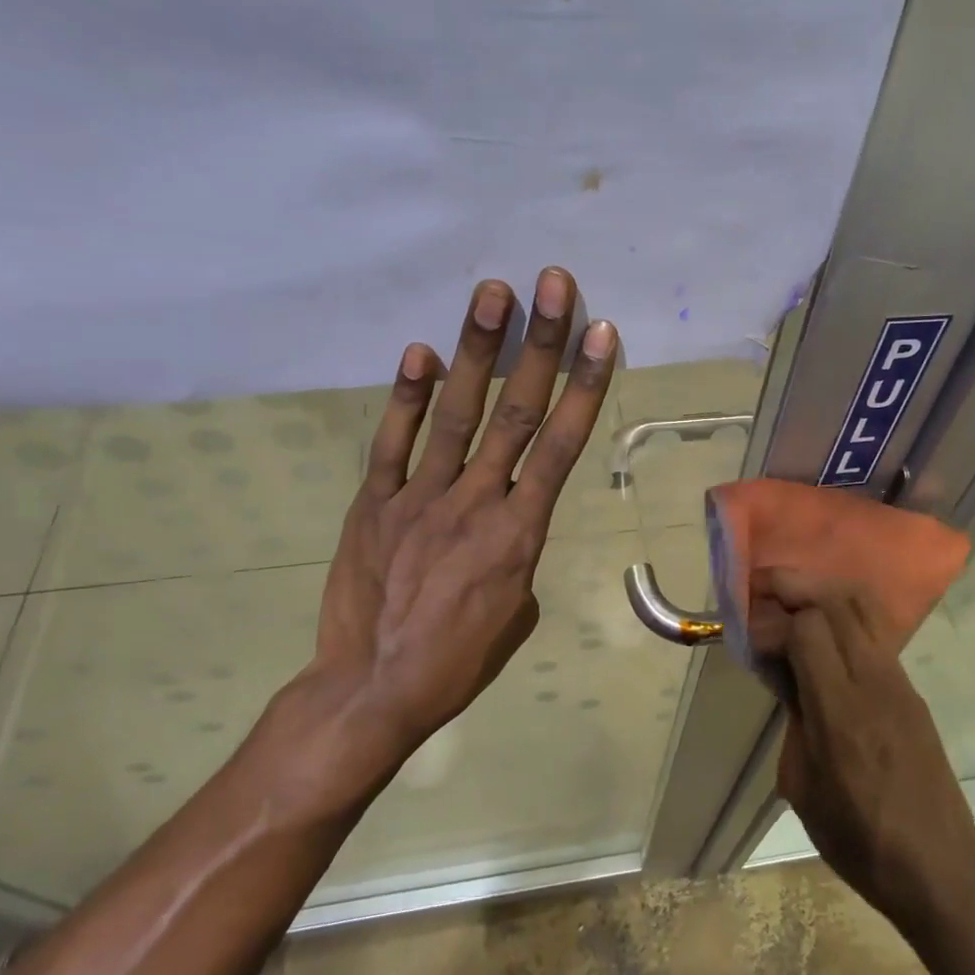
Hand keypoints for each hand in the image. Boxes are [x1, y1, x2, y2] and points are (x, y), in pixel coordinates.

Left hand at [270, 267, 616, 799]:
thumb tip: (510, 518)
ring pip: (457, 414)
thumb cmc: (458, 660)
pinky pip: (393, 443)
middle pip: (516, 412)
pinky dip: (408, 397)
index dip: (585, 385)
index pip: (561, 446)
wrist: (372, 690)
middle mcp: (477, 501)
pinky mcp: (374, 504)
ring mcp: (420, 498)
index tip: (601, 334)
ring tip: (493, 293)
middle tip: (552, 284)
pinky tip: (420, 352)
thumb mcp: (516, 611)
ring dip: (477, 350)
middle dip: (539, 344)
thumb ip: (519, 550)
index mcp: (521, 531)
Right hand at [754, 567, 974, 927]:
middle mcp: (874, 682)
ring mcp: (899, 681)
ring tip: (790, 596)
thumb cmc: (859, 840)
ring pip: (862, 606)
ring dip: (821, 590)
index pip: (808, 628)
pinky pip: (875, 631)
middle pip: (836, 601)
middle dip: (794, 585)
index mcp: (840, 712)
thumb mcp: (802, 786)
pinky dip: (843, 614)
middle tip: (761, 587)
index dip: (772, 621)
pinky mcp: (911, 688)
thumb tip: (787, 676)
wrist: (940, 868)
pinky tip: (821, 630)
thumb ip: (794, 718)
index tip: (749, 636)